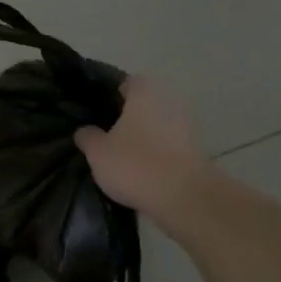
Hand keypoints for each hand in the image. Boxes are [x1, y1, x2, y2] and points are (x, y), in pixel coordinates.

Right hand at [74, 76, 208, 219]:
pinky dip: (155, 158)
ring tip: (120, 157)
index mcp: (145, 96)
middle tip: (105, 133)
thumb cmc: (135, 164)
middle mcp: (169, 107)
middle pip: (145, 106)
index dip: (113, 91)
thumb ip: (88, 137)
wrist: (185, 199)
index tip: (97, 106)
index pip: (129, 82)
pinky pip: (168, 151)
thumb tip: (85, 130)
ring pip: (157, 129)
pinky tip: (139, 174)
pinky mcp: (195, 157)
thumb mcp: (97, 151)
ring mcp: (186, 132)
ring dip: (143, 140)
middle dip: (128, 118)